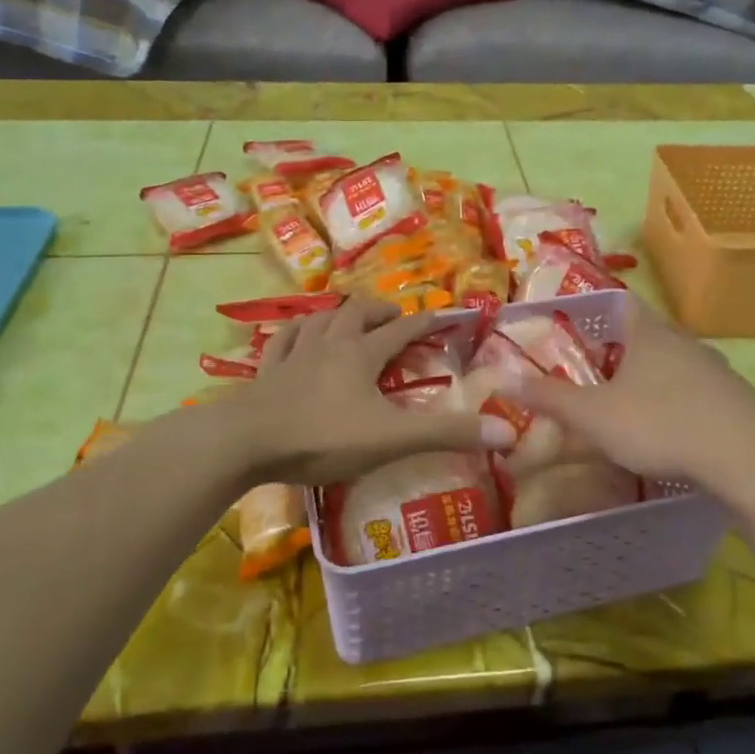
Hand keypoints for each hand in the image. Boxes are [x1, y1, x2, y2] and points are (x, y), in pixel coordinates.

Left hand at [230, 299, 513, 484]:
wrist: (247, 441)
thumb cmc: (323, 437)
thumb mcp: (392, 439)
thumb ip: (447, 434)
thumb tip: (508, 431)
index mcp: (362, 353)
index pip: (402, 329)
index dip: (425, 322)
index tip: (443, 317)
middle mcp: (330, 343)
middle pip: (359, 313)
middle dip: (381, 312)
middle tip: (395, 319)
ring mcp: (295, 353)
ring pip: (321, 318)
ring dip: (340, 315)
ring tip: (350, 320)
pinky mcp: (267, 369)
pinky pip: (284, 338)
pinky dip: (297, 331)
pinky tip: (298, 333)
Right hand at [497, 295, 754, 503]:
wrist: (748, 458)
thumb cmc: (661, 424)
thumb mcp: (594, 416)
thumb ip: (550, 397)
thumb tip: (504, 376)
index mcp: (649, 333)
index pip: (622, 301)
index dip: (598, 308)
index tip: (577, 326)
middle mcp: (684, 342)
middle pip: (648, 334)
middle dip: (622, 349)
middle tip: (595, 372)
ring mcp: (716, 370)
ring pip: (675, 364)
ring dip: (653, 378)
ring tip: (629, 405)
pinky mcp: (737, 401)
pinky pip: (698, 392)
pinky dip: (679, 403)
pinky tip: (671, 431)